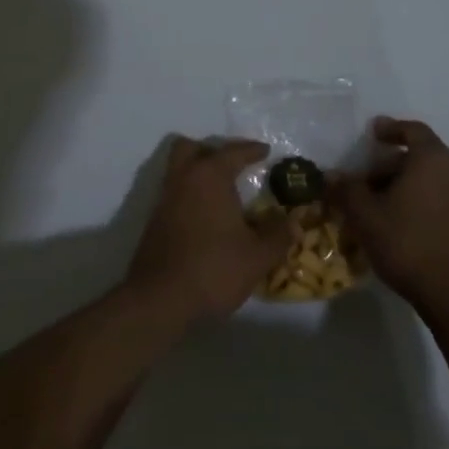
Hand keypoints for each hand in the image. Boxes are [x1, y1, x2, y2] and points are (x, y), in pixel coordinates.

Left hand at [125, 137, 290, 326]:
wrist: (159, 300)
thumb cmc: (213, 269)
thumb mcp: (257, 256)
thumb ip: (278, 236)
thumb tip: (295, 223)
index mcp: (210, 176)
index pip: (233, 152)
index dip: (251, 150)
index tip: (265, 151)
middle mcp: (184, 179)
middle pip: (191, 148)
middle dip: (211, 151)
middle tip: (232, 165)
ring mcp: (164, 199)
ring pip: (178, 170)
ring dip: (197, 173)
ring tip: (220, 192)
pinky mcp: (153, 222)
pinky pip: (173, 194)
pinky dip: (189, 196)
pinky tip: (205, 218)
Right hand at [334, 118, 448, 316]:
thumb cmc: (406, 242)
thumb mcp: (365, 215)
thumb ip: (346, 190)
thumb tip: (331, 176)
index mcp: (431, 158)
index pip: (412, 130)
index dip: (390, 128)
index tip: (372, 133)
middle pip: (418, 155)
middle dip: (389, 163)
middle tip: (364, 179)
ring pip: (427, 178)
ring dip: (401, 183)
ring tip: (375, 203)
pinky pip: (437, 196)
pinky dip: (416, 198)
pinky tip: (395, 221)